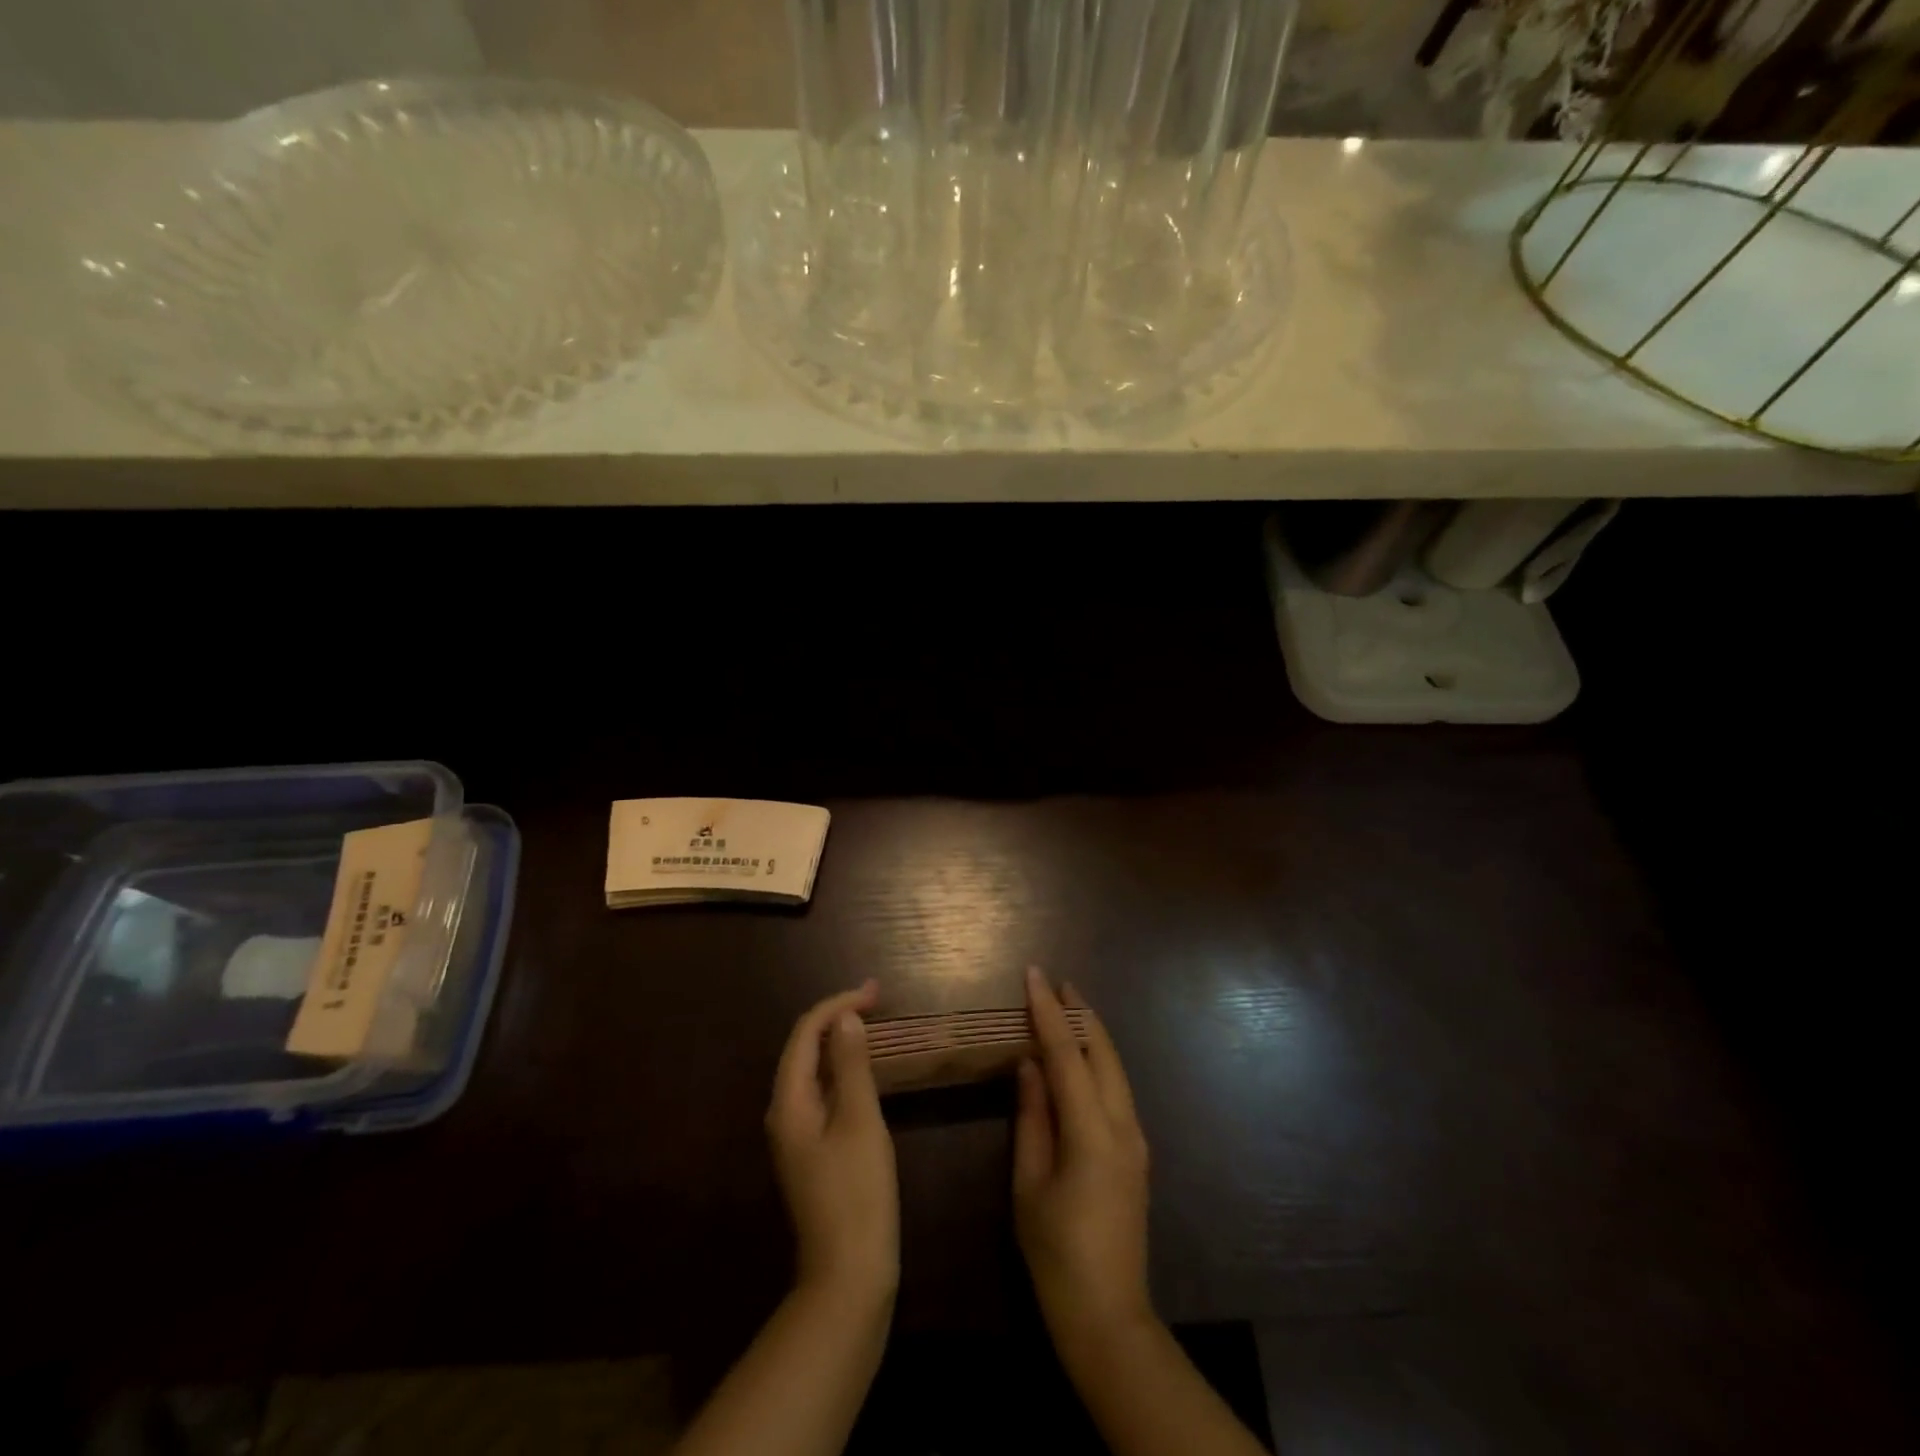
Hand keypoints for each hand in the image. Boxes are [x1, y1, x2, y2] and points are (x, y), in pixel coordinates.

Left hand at [767, 981, 898, 1303]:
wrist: (848, 1276)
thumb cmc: (857, 1194)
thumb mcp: (860, 1122)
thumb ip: (851, 1066)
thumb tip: (846, 1019)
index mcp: (789, 1102)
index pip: (805, 1034)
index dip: (837, 1005)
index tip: (875, 993)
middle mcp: (784, 1113)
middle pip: (804, 1048)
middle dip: (837, 1018)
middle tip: (877, 1000)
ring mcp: (796, 1134)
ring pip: (813, 1070)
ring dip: (840, 1042)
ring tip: (873, 1023)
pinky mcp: (812, 1150)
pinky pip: (822, 1092)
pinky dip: (842, 1070)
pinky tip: (865, 1070)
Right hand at [1013, 967, 1152, 1340]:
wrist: (1108, 1317)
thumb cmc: (1056, 1254)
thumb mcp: (1029, 1184)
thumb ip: (1031, 1117)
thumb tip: (1029, 1065)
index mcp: (1092, 1133)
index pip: (1067, 1054)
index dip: (1048, 1012)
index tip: (1033, 975)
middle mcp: (1123, 1126)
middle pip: (1103, 1052)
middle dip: (1080, 1013)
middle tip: (1055, 982)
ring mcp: (1136, 1140)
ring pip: (1116, 1069)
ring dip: (1092, 1034)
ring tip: (1067, 1007)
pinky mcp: (1137, 1154)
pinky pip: (1117, 1090)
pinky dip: (1098, 1061)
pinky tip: (1080, 1058)